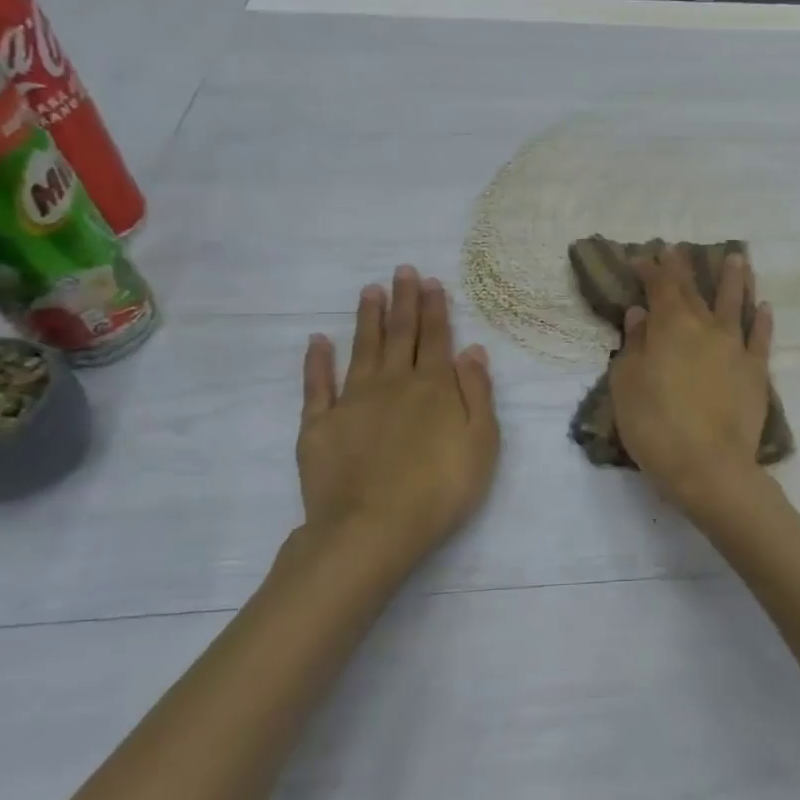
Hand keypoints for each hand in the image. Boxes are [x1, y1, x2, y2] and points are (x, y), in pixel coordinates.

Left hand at [295, 266, 499, 577]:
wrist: (372, 528)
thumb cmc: (440, 488)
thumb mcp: (481, 443)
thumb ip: (477, 394)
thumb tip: (472, 351)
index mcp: (434, 387)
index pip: (436, 338)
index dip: (434, 309)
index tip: (430, 282)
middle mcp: (393, 383)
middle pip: (400, 335)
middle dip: (403, 302)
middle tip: (402, 271)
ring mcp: (352, 401)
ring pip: (362, 349)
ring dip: (368, 319)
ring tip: (370, 291)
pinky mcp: (320, 425)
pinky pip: (318, 385)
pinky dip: (318, 361)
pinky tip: (318, 341)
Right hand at [609, 248, 774, 513]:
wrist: (709, 466)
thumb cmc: (656, 426)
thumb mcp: (627, 386)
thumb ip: (633, 345)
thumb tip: (640, 314)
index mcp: (671, 327)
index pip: (661, 286)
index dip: (652, 269)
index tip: (643, 257)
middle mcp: (706, 328)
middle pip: (695, 291)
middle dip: (684, 268)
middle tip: (679, 249)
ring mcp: (736, 348)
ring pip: (736, 304)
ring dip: (735, 280)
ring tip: (738, 259)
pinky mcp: (756, 372)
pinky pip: (761, 338)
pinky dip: (763, 320)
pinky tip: (765, 308)